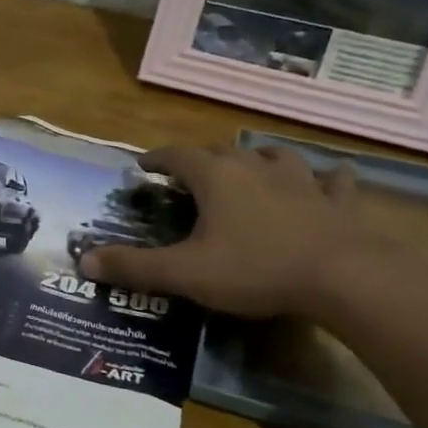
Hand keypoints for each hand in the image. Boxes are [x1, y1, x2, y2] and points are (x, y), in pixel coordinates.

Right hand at [79, 145, 379, 317]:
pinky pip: (332, 180)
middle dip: (202, 159)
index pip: (177, 156)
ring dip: (259, 158)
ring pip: (275, 156)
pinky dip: (325, 178)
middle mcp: (256, 168)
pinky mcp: (338, 201)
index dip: (157, 158)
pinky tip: (328, 179)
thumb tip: (84, 260)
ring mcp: (302, 181)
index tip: (143, 165)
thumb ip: (134, 266)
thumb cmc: (255, 269)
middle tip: (191, 175)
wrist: (343, 277)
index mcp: (216, 178)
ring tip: (252, 167)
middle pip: (222, 151)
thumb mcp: (185, 273)